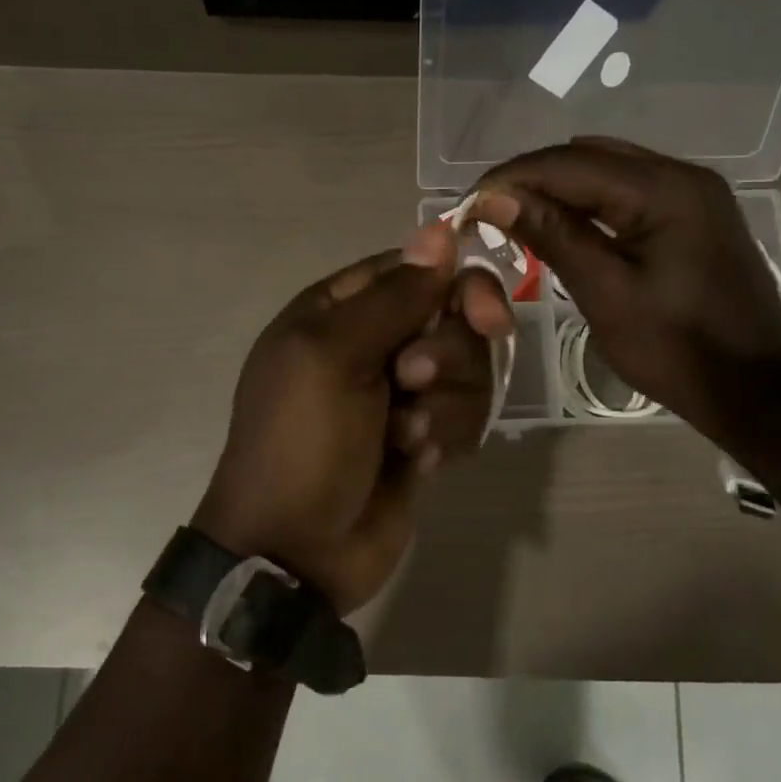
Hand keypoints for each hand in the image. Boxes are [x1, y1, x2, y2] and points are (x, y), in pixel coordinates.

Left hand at [193, 223, 511, 615]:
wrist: (296, 551)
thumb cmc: (302, 443)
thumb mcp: (333, 357)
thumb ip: (392, 296)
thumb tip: (440, 230)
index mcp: (338, 311)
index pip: (417, 269)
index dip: (456, 285)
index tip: (484, 316)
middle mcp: (371, 343)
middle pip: (451, 318)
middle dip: (446, 355)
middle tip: (413, 382)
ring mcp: (399, 393)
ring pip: (466, 370)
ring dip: (445, 407)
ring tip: (407, 439)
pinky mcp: (423, 437)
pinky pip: (464, 416)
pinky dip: (446, 439)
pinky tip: (417, 465)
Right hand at [470, 137, 780, 446]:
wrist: (755, 390)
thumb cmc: (676, 349)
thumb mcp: (605, 293)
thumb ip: (552, 236)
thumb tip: (494, 197)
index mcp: (664, 189)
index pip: (569, 163)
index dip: (512, 177)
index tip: (466, 202)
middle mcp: (682, 175)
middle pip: (589, 157)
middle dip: (532, 178)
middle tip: (486, 211)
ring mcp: (694, 194)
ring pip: (609, 172)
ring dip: (559, 188)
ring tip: (514, 217)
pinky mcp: (695, 217)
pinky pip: (630, 193)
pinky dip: (590, 203)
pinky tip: (562, 225)